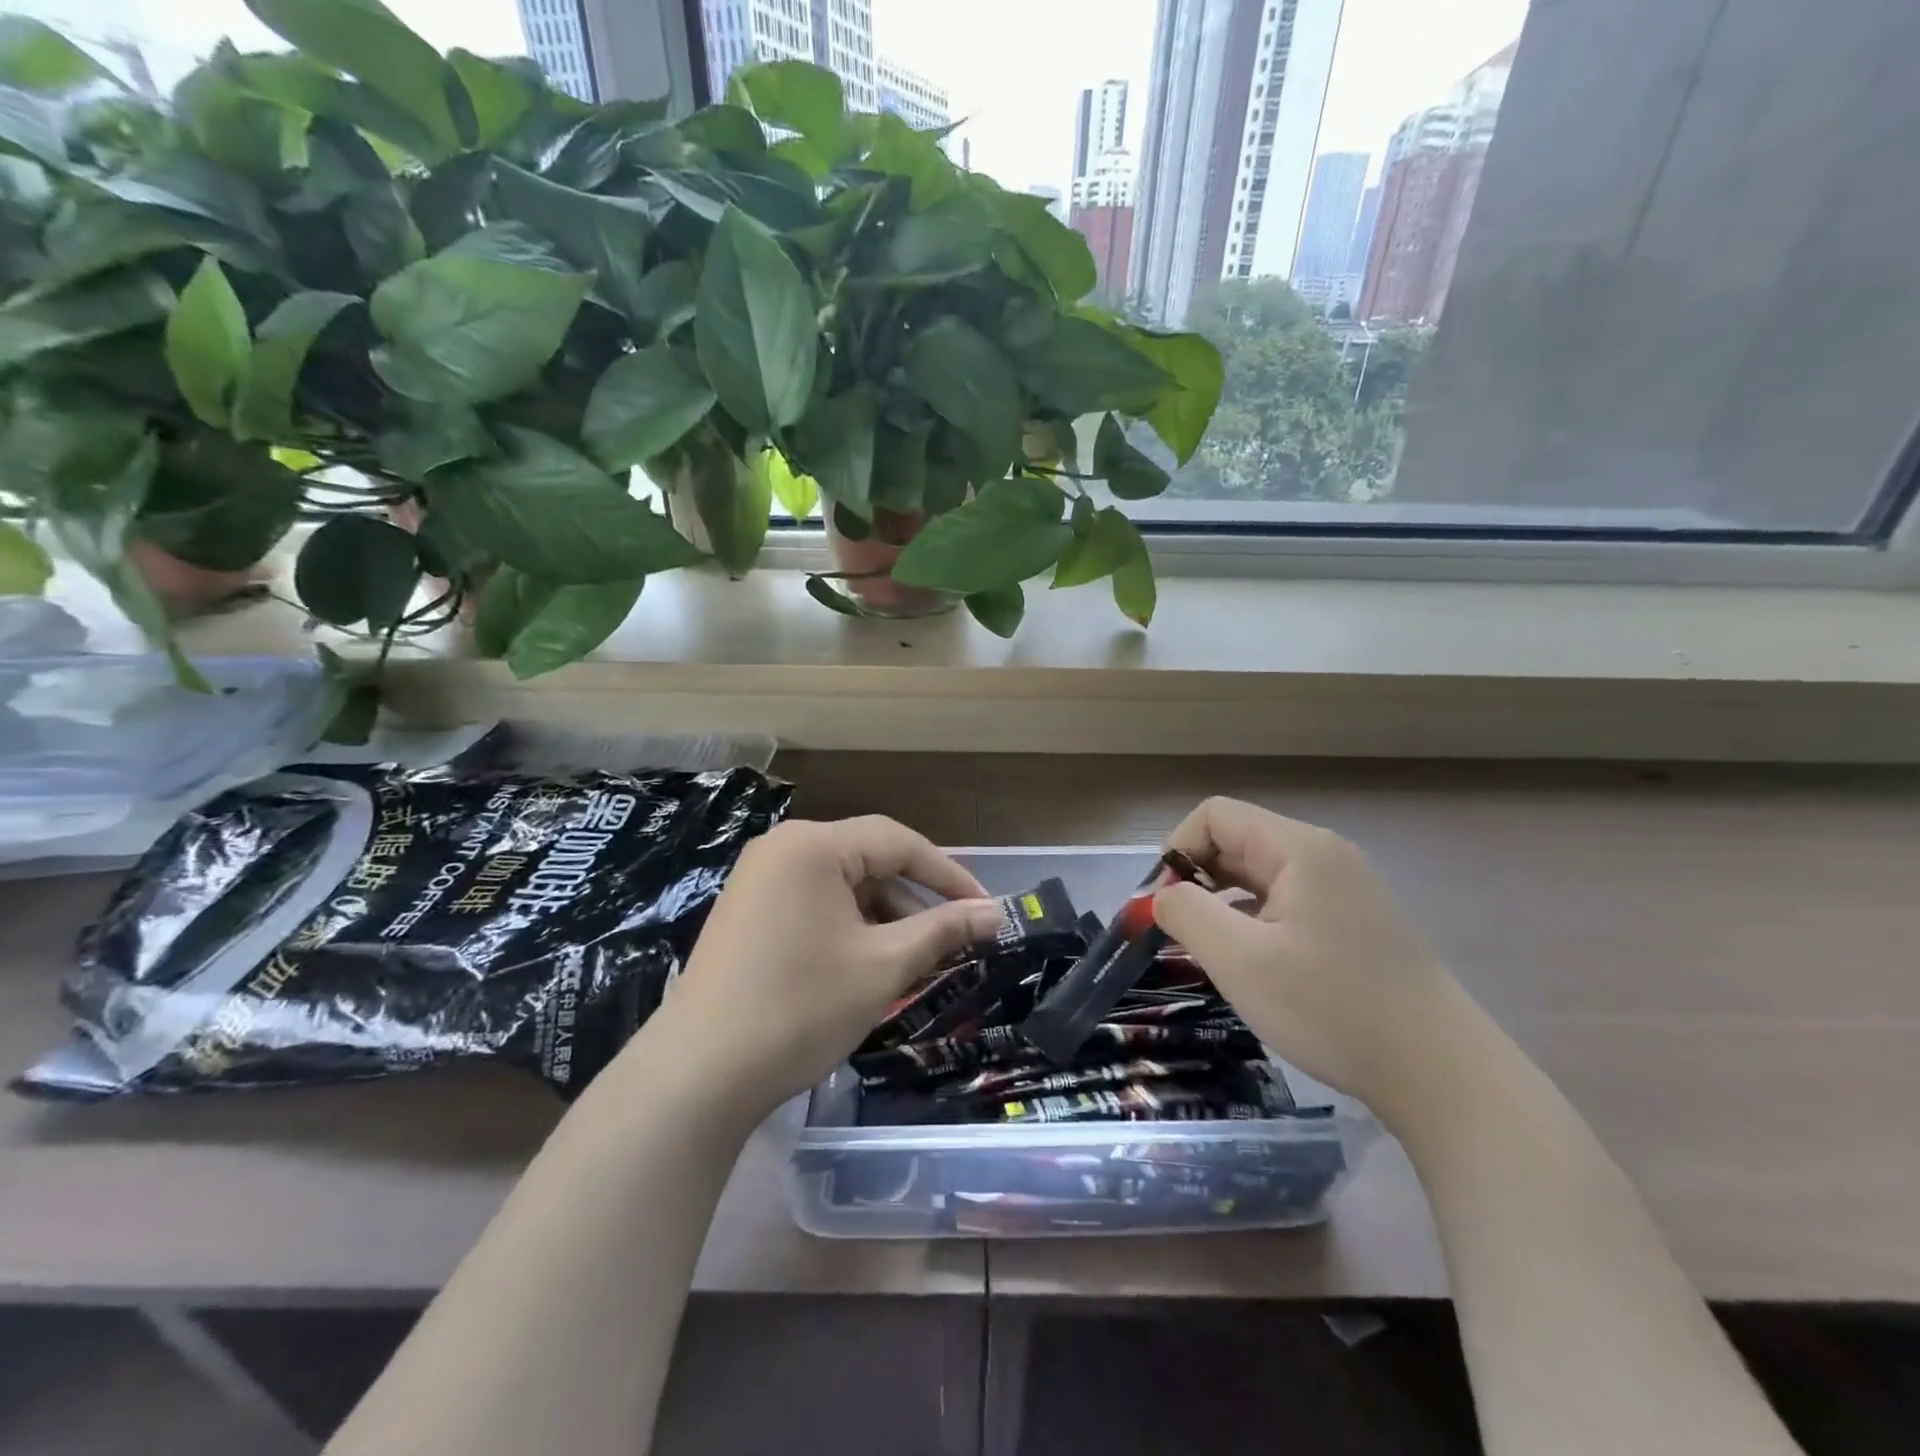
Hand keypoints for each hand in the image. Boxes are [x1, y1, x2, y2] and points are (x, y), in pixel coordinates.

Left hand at [654, 816, 1002, 1112]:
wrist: (698, 1074)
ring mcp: (758, 878)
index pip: (898, 842)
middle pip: (868, 860)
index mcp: (812, 845)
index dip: (948, 874)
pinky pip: (814, 902)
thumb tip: (996, 913)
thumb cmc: (800, 1009)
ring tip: (914, 959)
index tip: (986, 908)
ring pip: (842, 884)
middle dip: (914, 900)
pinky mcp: (747, 910)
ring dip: (883, 916)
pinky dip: (849, 925)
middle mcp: (782, 848)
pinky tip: (868, 963)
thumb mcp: (883, 966)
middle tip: (954, 938)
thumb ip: (943, 930)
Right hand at [1152, 797, 1478, 1114]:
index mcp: (1299, 849)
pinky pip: (1286, 901)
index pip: (1215, 816)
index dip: (1176, 851)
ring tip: (1210, 951)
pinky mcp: (1356, 921)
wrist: (1442, 1074)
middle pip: (1237, 841)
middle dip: (1196, 879)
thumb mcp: (1240, 960)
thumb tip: (1160, 897)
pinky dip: (1254, 919)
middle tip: (1178, 934)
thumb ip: (1186, 914)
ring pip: (1260, 874)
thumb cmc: (1332, 1008)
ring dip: (1223, 902)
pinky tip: (1253, 963)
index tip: (1164, 906)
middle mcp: (1324, 855)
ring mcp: (1346, 888)